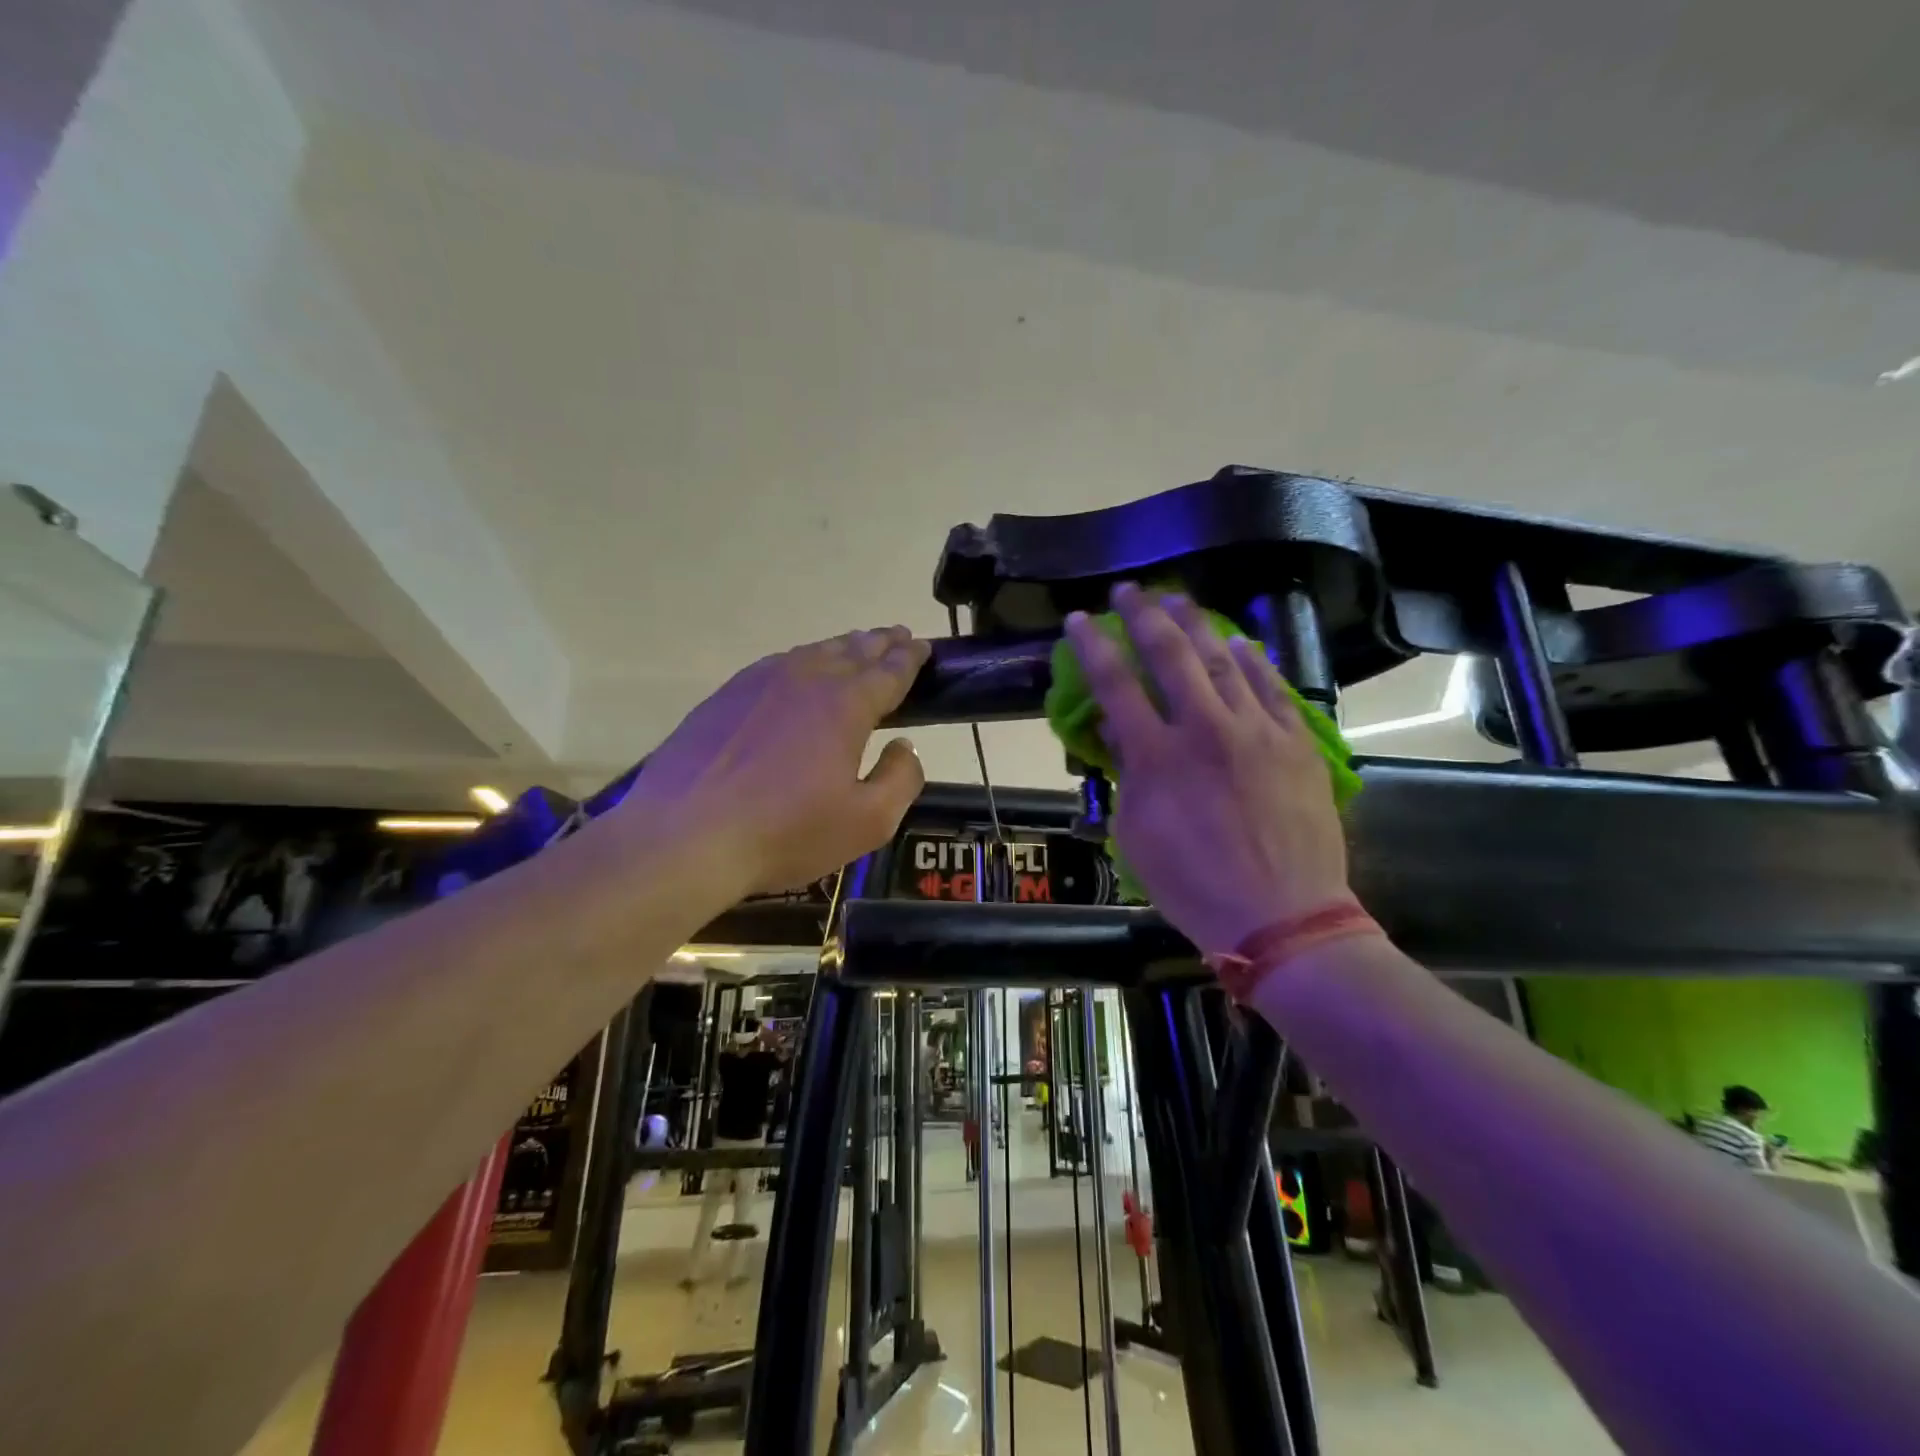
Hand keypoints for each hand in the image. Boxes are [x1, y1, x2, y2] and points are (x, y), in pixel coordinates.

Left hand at [615, 626, 930, 898]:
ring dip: (842, 647)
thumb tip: (904, 746)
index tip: (923, 646)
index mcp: (846, 705)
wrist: (684, 835)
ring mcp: (759, 682)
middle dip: (880, 642)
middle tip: (899, 636)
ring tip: (857, 645)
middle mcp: (806, 679)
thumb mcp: (867, 822)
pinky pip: (777, 665)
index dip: (911, 657)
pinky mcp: (725, 696)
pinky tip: (800, 669)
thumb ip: (901, 779)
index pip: (890, 670)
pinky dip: (802, 660)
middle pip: (852, 651)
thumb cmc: (785, 832)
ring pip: (813, 653)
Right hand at [1064, 584, 1350, 954]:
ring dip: (1196, 625)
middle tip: (1128, 590)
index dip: (1093, 646)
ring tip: (1178, 600)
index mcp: (1157, 755)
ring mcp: (1256, 730)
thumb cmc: (1193, 885)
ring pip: (1223, 660)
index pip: (1115, 684)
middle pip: (1170, 654)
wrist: (1282, 915)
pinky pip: (1273, 688)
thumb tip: (1118, 729)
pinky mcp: (1296, 741)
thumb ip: (1127, 774)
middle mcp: (1204, 728)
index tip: (1078, 619)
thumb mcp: (1136, 834)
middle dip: (1143, 615)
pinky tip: (1242, 643)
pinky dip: (1254, 661)